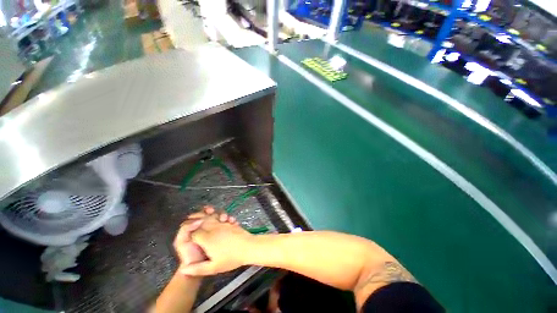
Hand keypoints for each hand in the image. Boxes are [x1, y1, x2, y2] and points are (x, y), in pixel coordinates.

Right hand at [180, 209, 253, 275]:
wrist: (249, 247)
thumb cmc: (231, 258)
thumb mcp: (214, 268)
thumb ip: (197, 269)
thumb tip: (183, 270)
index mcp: (207, 239)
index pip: (194, 233)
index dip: (189, 234)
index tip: (188, 236)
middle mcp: (214, 228)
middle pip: (202, 221)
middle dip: (196, 220)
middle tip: (190, 219)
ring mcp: (223, 223)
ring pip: (211, 217)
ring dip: (206, 215)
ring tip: (204, 214)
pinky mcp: (230, 222)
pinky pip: (221, 216)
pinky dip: (217, 215)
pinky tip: (218, 218)